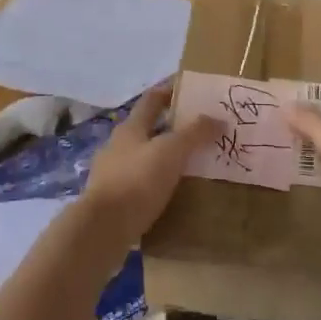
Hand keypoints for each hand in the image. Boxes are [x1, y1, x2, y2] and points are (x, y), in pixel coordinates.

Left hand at [81, 88, 219, 248]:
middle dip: (172, 128)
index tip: (192, 91)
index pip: (152, 100)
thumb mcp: (171, 151)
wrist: (103, 228)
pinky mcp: (113, 200)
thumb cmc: (137, 180)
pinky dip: (156, 184)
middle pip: (147, 129)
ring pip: (143, 158)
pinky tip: (171, 194)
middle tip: (200, 133)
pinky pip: (140, 184)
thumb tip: (218, 119)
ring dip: (164, 158)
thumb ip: (194, 133)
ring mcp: (112, 173)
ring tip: (190, 165)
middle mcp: (118, 145)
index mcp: (130, 127)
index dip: (170, 91)